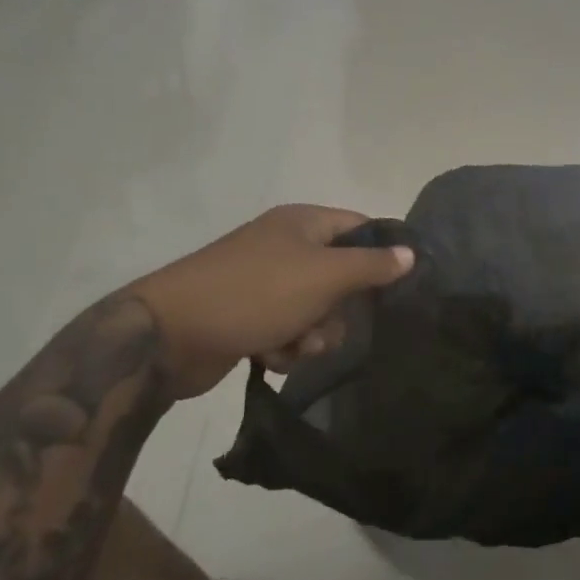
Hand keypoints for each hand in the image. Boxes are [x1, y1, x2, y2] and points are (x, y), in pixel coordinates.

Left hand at [134, 205, 414, 397]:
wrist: (170, 334)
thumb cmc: (255, 294)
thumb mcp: (323, 276)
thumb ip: (371, 265)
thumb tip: (410, 253)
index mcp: (303, 223)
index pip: (360, 227)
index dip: (381, 255)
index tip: (397, 289)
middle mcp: (285, 246)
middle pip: (340, 277)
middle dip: (339, 311)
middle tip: (326, 326)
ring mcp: (264, 281)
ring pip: (315, 310)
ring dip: (312, 335)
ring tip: (293, 347)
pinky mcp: (247, 315)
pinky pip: (287, 330)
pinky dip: (285, 346)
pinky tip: (269, 356)